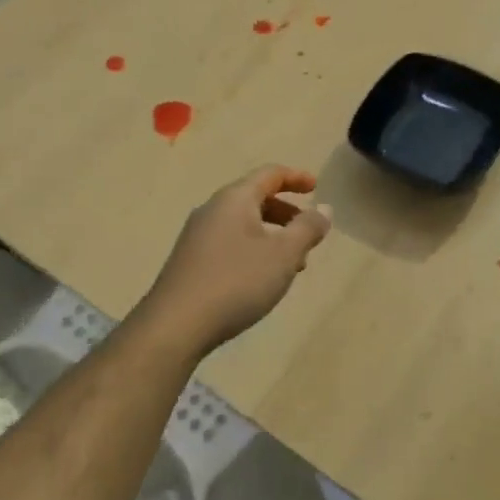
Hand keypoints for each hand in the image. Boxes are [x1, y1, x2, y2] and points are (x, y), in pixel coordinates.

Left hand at [139, 166, 332, 355]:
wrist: (176, 325)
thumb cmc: (236, 282)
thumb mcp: (283, 255)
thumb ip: (307, 229)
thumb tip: (323, 209)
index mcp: (234, 199)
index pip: (270, 174)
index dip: (296, 178)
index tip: (317, 186)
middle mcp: (213, 210)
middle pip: (255, 198)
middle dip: (286, 212)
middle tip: (308, 233)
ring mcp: (197, 236)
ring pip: (243, 224)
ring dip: (272, 236)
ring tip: (293, 264)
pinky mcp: (191, 261)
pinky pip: (230, 243)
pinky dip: (254, 250)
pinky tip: (263, 279)